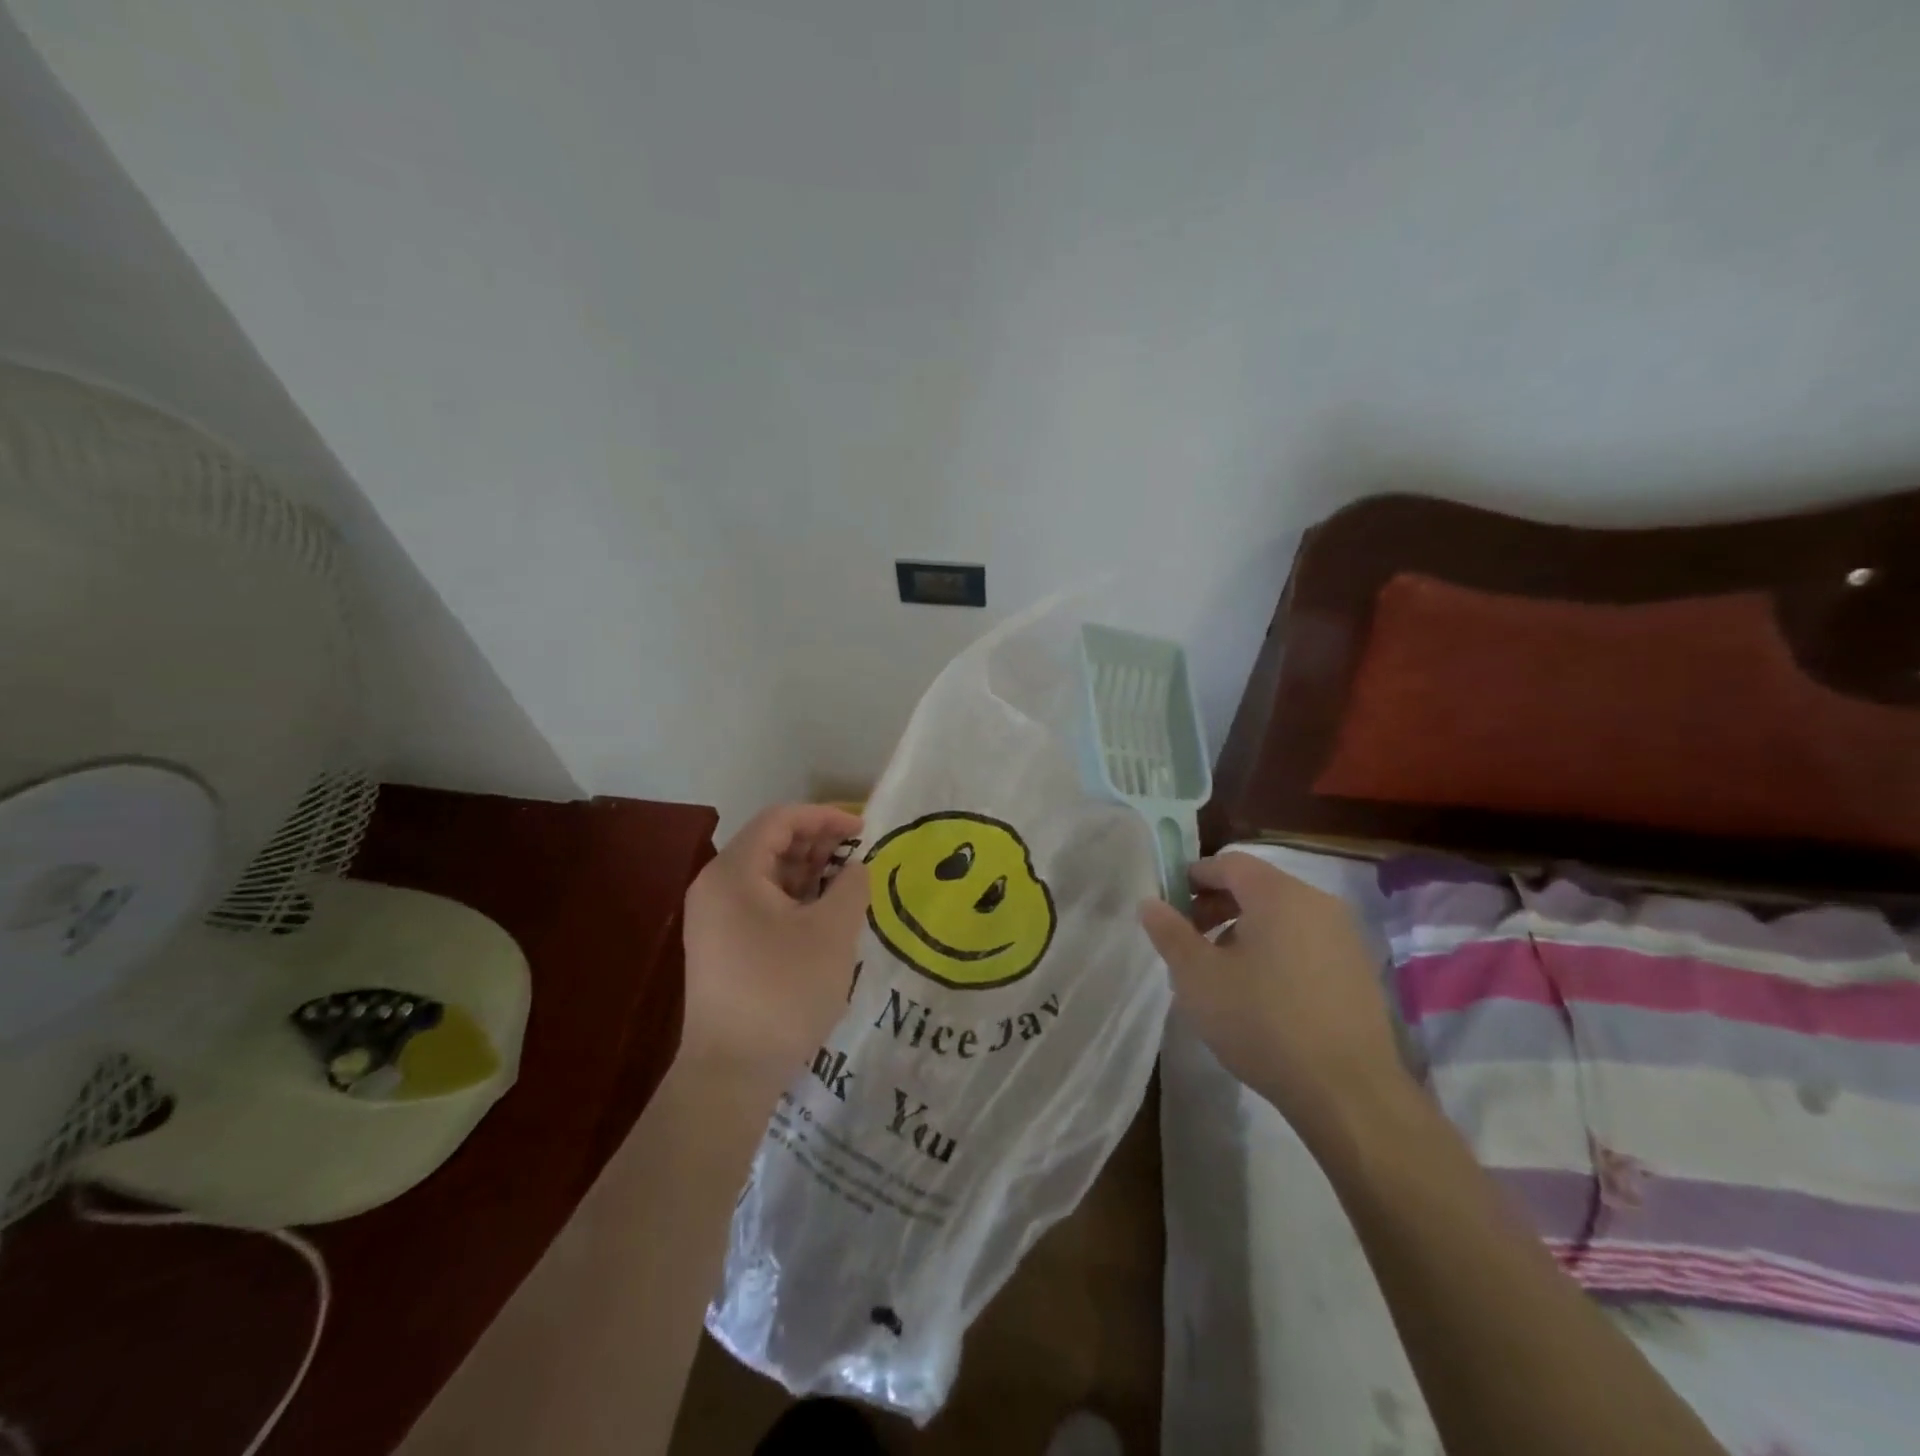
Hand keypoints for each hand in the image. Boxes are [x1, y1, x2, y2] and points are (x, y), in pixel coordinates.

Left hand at [680, 804, 869, 1095]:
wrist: (731, 1072)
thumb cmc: (783, 991)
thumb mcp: (831, 932)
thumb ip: (851, 886)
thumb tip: (857, 867)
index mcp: (733, 873)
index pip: (780, 820)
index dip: (825, 816)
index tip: (863, 830)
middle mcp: (716, 887)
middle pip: (771, 844)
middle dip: (818, 842)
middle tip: (860, 855)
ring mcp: (716, 918)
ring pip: (767, 875)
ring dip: (810, 871)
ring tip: (850, 881)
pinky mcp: (723, 945)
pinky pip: (761, 903)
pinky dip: (795, 898)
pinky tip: (826, 911)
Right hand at [1140, 852, 1412, 1146]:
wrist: (1348, 1092)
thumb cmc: (1262, 1022)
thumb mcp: (1198, 977)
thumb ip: (1170, 933)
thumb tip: (1149, 902)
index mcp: (1278, 894)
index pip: (1229, 863)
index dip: (1194, 877)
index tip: (1170, 904)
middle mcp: (1317, 903)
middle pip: (1257, 887)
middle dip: (1217, 906)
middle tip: (1189, 940)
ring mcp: (1345, 937)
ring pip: (1282, 916)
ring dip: (1245, 930)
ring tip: (1222, 971)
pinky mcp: (1359, 971)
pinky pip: (1306, 942)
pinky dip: (1277, 951)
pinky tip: (1263, 994)